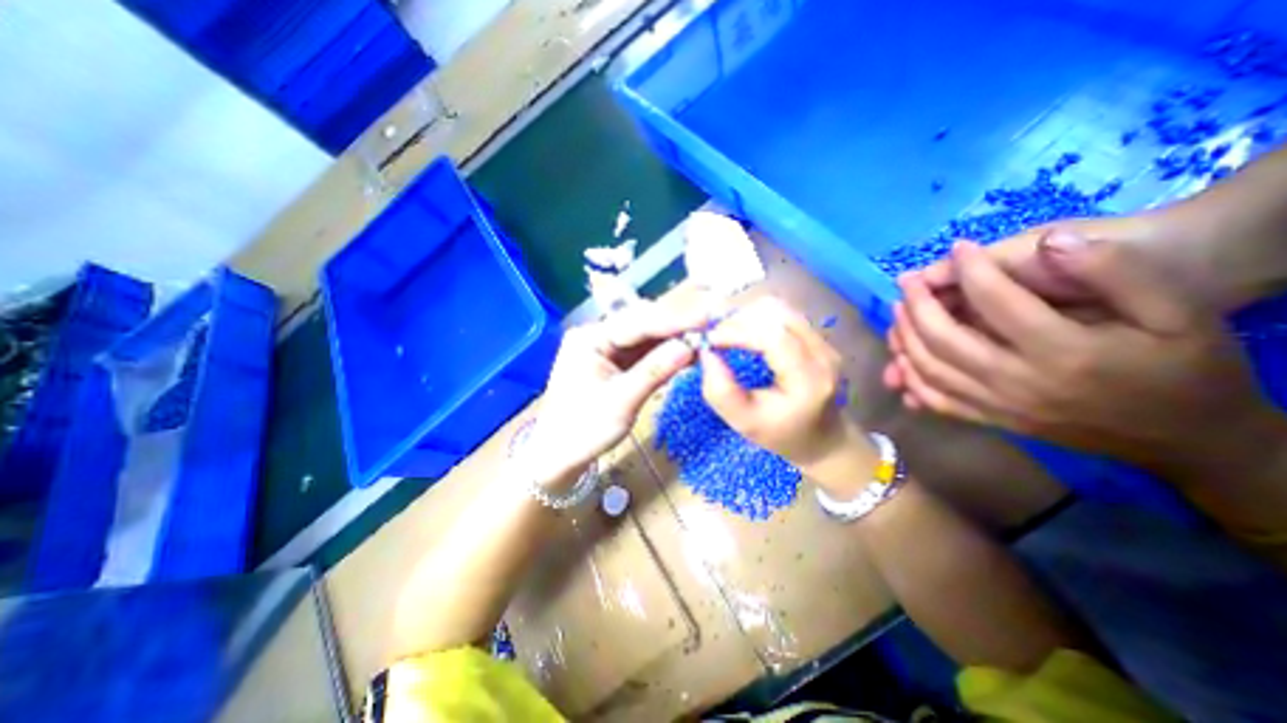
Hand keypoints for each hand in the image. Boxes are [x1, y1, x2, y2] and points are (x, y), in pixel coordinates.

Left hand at [529, 296, 720, 488]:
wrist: (559, 456)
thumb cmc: (583, 431)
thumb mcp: (621, 402)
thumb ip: (654, 372)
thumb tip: (690, 347)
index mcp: (589, 338)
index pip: (636, 323)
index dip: (673, 320)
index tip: (706, 319)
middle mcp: (597, 335)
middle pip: (641, 324)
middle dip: (675, 327)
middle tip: (709, 330)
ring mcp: (605, 348)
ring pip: (646, 337)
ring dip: (673, 340)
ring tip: (703, 341)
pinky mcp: (614, 362)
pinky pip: (643, 352)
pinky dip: (664, 354)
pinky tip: (686, 354)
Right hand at [699, 293, 869, 490]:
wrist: (822, 439)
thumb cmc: (781, 435)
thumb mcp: (744, 422)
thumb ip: (720, 391)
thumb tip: (706, 353)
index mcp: (808, 379)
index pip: (773, 336)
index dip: (737, 331)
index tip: (710, 341)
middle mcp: (822, 353)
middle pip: (777, 313)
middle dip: (739, 320)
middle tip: (716, 337)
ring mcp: (824, 342)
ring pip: (780, 307)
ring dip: (747, 315)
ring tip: (728, 334)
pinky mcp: (818, 337)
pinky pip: (783, 313)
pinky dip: (758, 317)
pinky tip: (744, 333)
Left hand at [886, 211, 1166, 395]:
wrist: (1187, 438)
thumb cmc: (1185, 367)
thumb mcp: (1176, 310)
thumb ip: (1113, 272)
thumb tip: (1051, 241)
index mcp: (1063, 351)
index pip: (996, 301)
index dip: (970, 269)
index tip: (958, 247)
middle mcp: (1017, 382)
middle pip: (943, 339)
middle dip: (917, 303)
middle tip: (906, 280)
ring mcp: (997, 406)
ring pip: (929, 370)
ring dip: (904, 337)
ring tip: (897, 310)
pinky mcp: (990, 420)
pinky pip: (935, 399)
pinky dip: (909, 376)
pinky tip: (899, 356)